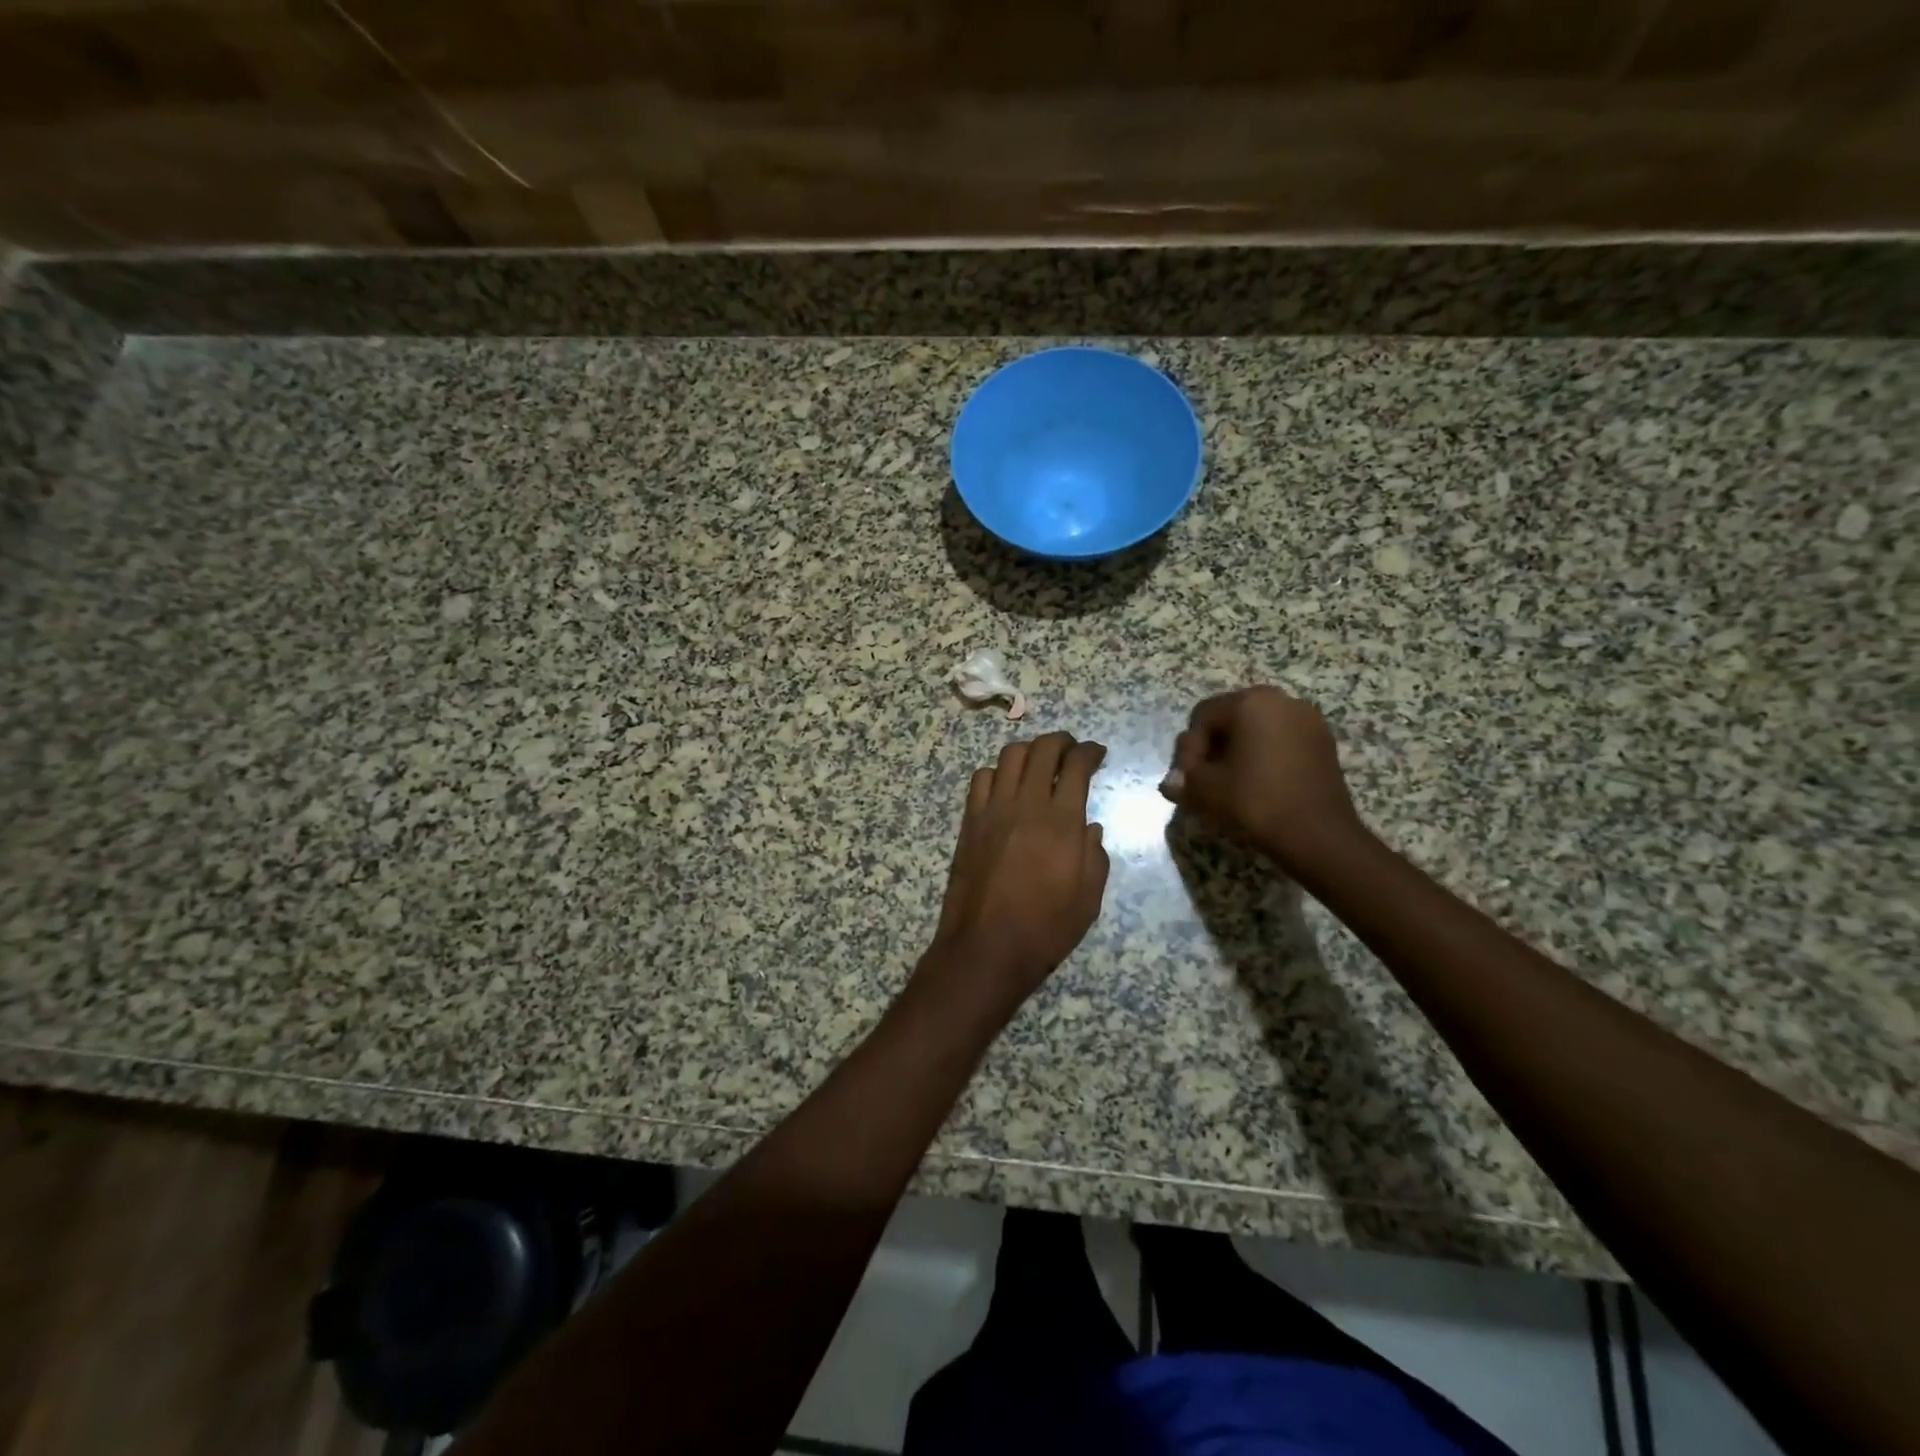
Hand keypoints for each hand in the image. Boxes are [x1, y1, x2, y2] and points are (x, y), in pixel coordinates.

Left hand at [919, 733, 1110, 1023]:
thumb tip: (1090, 827)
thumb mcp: (1088, 899)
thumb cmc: (1045, 928)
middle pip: (1042, 750)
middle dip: (1061, 741)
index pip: (1076, 766)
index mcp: (1061, 822)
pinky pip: (981, 779)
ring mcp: (993, 810)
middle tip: (1072, 749)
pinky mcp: (970, 821)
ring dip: (1029, 750)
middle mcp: (1025, 804)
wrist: (986, 947)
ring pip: (1009, 756)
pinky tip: (1006, 786)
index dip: (1090, 752)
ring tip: (1040, 762)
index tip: (1097, 753)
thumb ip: (1095, 856)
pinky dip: (997, 773)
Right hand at [1160, 686, 1365, 872]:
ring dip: (1238, 752)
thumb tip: (1171, 782)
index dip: (1189, 749)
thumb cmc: (1256, 802)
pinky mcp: (1323, 742)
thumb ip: (1183, 777)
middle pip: (1231, 718)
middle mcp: (1282, 700)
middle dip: (1212, 748)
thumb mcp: (1205, 790)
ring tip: (1230, 784)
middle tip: (1204, 779)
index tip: (1188, 779)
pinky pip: (1281, 741)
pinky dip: (1264, 756)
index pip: (1202, 716)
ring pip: (1257, 729)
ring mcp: (1308, 720)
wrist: (1319, 836)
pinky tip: (1258, 784)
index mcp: (1250, 702)